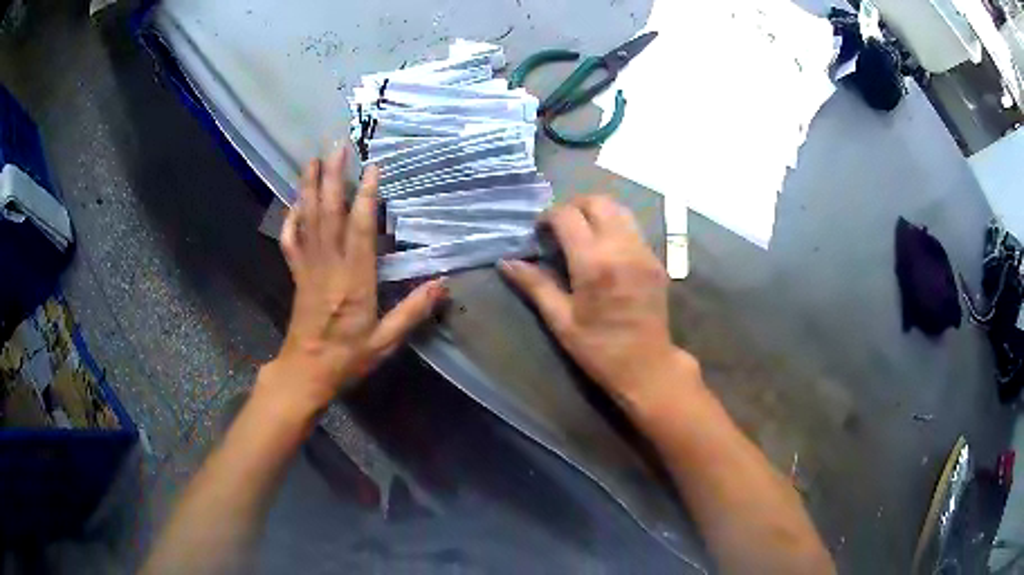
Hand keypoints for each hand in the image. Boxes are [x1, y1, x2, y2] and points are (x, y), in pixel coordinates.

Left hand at [262, 147, 447, 412]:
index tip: (372, 168)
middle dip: (333, 177)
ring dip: (310, 188)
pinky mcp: (296, 275)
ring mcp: (308, 268)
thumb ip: (412, 312)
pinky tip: (294, 203)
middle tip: (336, 147)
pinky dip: (291, 219)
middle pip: (328, 213)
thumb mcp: (385, 341)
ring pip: (308, 220)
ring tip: (313, 160)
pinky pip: (290, 241)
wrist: (305, 373)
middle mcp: (328, 266)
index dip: (366, 196)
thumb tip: (442, 284)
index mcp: (353, 280)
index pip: (360, 229)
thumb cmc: (346, 358)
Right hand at [500, 195, 694, 403]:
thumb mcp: (561, 321)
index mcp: (594, 263)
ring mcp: (643, 251)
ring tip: (582, 232)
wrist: (647, 366)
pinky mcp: (656, 259)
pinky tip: (604, 248)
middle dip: (574, 206)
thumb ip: (535, 285)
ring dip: (596, 212)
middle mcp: (622, 248)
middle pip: (598, 202)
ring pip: (619, 209)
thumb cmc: (599, 349)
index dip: (548, 216)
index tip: (539, 231)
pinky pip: (633, 228)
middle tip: (559, 226)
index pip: (568, 216)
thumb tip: (507, 263)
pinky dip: (614, 225)